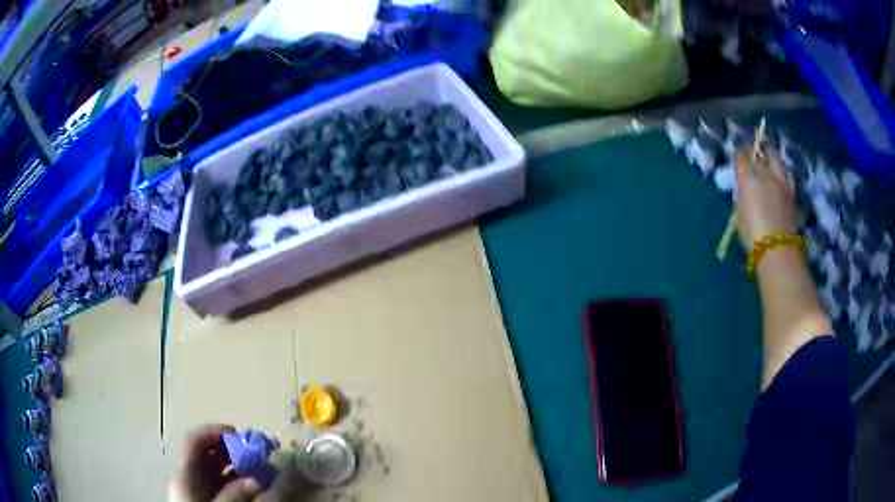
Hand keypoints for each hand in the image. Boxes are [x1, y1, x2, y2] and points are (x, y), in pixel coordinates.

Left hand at [169, 424, 262, 501]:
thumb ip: (235, 496)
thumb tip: (256, 480)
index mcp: (186, 476)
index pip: (195, 442)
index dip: (214, 432)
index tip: (239, 434)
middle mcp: (191, 478)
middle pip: (207, 453)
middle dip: (232, 448)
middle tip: (256, 451)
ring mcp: (200, 488)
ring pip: (218, 467)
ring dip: (239, 463)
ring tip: (262, 466)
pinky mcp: (210, 498)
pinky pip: (224, 482)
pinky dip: (239, 478)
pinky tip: (256, 482)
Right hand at [734, 149, 795, 250]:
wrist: (776, 247)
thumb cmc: (751, 233)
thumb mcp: (739, 213)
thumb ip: (741, 196)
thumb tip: (743, 189)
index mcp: (747, 177)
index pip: (741, 157)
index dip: (739, 157)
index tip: (738, 160)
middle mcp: (764, 173)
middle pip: (758, 154)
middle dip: (754, 153)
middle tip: (752, 156)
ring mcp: (780, 180)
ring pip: (775, 159)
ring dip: (770, 157)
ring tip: (768, 159)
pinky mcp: (790, 191)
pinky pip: (787, 174)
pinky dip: (782, 171)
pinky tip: (781, 174)